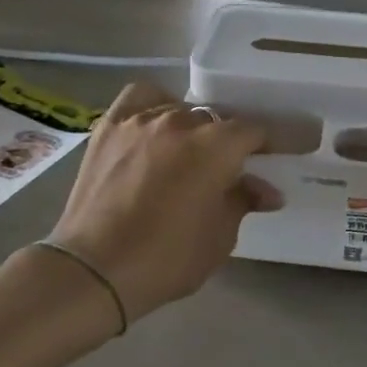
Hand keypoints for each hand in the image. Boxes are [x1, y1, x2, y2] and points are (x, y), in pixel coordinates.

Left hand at [47, 83, 279, 323]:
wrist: (94, 269)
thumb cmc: (166, 259)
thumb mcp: (219, 237)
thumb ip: (243, 201)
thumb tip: (267, 190)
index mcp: (215, 147)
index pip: (253, 130)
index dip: (267, 142)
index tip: (271, 157)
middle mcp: (181, 121)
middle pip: (215, 120)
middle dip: (226, 142)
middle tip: (225, 170)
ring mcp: (141, 120)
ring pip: (179, 109)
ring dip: (191, 128)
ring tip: (186, 153)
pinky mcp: (110, 126)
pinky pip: (138, 97)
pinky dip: (153, 104)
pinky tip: (154, 123)